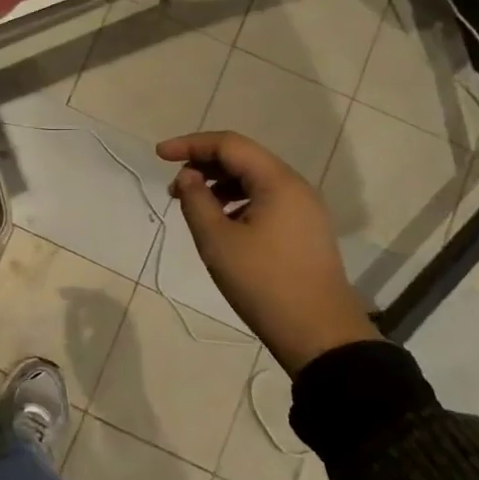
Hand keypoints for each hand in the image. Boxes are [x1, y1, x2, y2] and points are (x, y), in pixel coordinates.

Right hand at [158, 131, 379, 374]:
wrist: (319, 335)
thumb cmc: (263, 283)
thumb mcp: (217, 241)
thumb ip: (195, 200)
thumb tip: (187, 177)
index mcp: (278, 182)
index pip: (229, 144)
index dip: (190, 144)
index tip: (158, 155)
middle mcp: (295, 187)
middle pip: (243, 158)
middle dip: (204, 164)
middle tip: (173, 186)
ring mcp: (303, 209)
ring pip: (254, 179)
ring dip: (219, 184)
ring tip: (191, 205)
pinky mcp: (304, 229)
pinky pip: (265, 199)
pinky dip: (237, 201)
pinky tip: (220, 222)